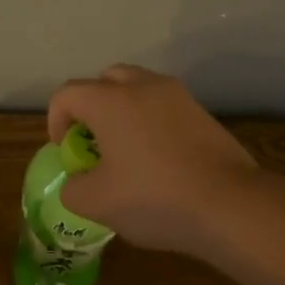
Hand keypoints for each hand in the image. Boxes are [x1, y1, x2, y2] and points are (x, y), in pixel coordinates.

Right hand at [46, 65, 258, 253]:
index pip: (67, 94)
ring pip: (138, 90)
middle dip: (91, 108)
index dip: (56, 121)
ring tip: (126, 152)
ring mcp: (178, 97)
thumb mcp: (96, 203)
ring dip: (124, 113)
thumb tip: (80, 181)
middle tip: (93, 143)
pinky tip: (159, 160)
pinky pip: (165, 108)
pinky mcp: (203, 114)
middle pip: (105, 81)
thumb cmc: (154, 198)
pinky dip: (152, 124)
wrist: (229, 204)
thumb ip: (73, 188)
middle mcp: (143, 86)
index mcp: (110, 101)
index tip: (67, 153)